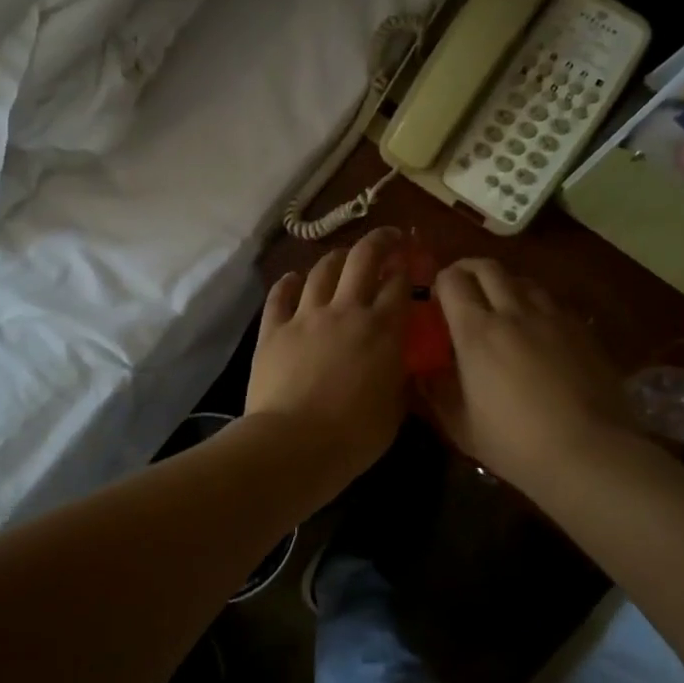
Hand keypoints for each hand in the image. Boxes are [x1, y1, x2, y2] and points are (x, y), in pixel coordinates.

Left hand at [247, 228, 409, 483]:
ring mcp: (305, 316)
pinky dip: (288, 283)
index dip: (407, 268)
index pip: (399, 284)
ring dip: (336, 258)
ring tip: (343, 258)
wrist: (293, 444)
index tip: (411, 263)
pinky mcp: (273, 329)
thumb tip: (403, 366)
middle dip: (379, 241)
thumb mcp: (395, 410)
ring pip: (322, 270)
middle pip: (363, 258)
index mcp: (382, 329)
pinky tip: (293, 279)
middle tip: (388, 238)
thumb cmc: (353, 436)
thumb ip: (400, 379)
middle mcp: (346, 310)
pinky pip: (280, 295)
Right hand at [424, 258, 628, 494]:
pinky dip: (536, 305)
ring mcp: (552, 318)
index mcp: (477, 332)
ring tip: (502, 305)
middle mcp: (513, 313)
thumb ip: (438, 393)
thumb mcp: (462, 426)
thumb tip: (423, 374)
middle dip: (469, 269)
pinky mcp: (582, 330)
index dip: (441, 281)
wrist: (590, 453)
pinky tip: (538, 329)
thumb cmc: (515, 443)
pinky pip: (552, 302)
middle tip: (463, 286)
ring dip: (505, 285)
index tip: (437, 297)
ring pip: (523, 280)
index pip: (452, 281)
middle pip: (488, 268)